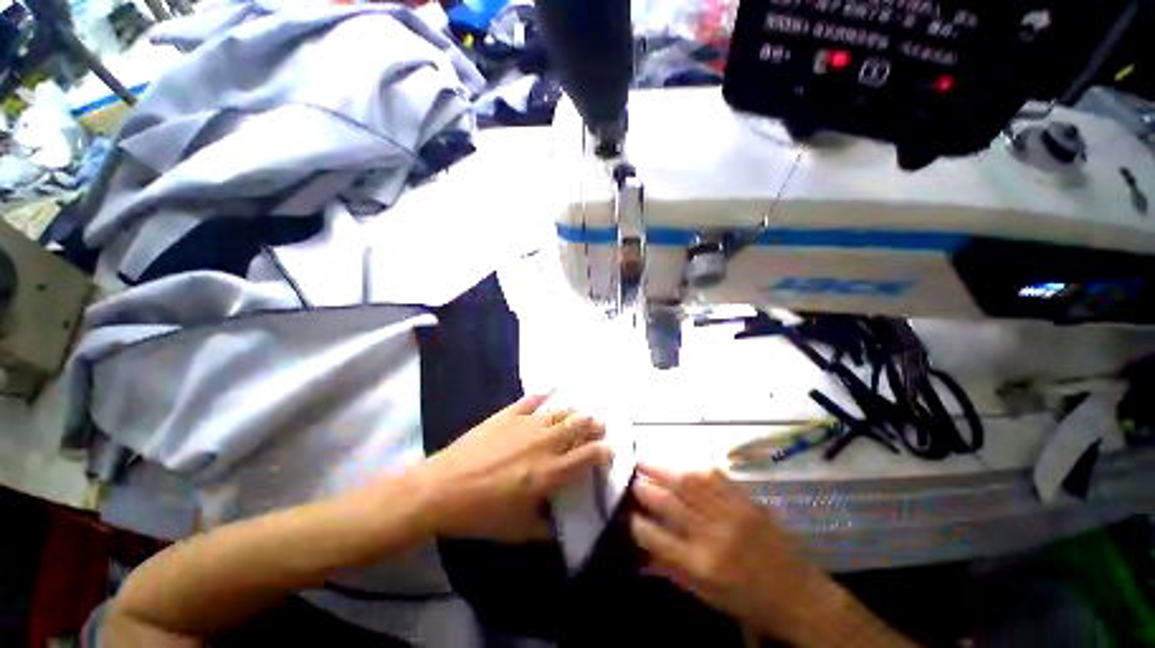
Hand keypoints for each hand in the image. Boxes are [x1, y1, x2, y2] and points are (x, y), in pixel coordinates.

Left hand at [418, 394, 612, 542]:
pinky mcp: (508, 414)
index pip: (589, 455)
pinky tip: (550, 390)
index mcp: (550, 472)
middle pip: (579, 425)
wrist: (442, 488)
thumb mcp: (517, 531)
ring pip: (561, 411)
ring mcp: (526, 424)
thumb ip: (545, 529)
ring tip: (580, 413)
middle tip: (599, 426)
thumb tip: (561, 529)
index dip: (605, 450)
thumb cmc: (481, 514)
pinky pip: (531, 399)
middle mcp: (544, 443)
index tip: (610, 449)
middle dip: (595, 424)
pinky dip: (544, 394)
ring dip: (575, 411)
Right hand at [629, 464, 848, 644]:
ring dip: (662, 468)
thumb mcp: (707, 596)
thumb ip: (671, 571)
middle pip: (669, 503)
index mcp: (702, 566)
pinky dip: (691, 467)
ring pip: (688, 482)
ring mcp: (731, 513)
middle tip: (631, 480)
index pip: (656, 538)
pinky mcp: (746, 500)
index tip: (627, 514)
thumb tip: (637, 558)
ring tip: (645, 461)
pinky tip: (679, 463)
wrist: (801, 595)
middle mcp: (713, 536)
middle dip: (644, 488)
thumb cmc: (749, 601)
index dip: (636, 523)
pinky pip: (714, 476)